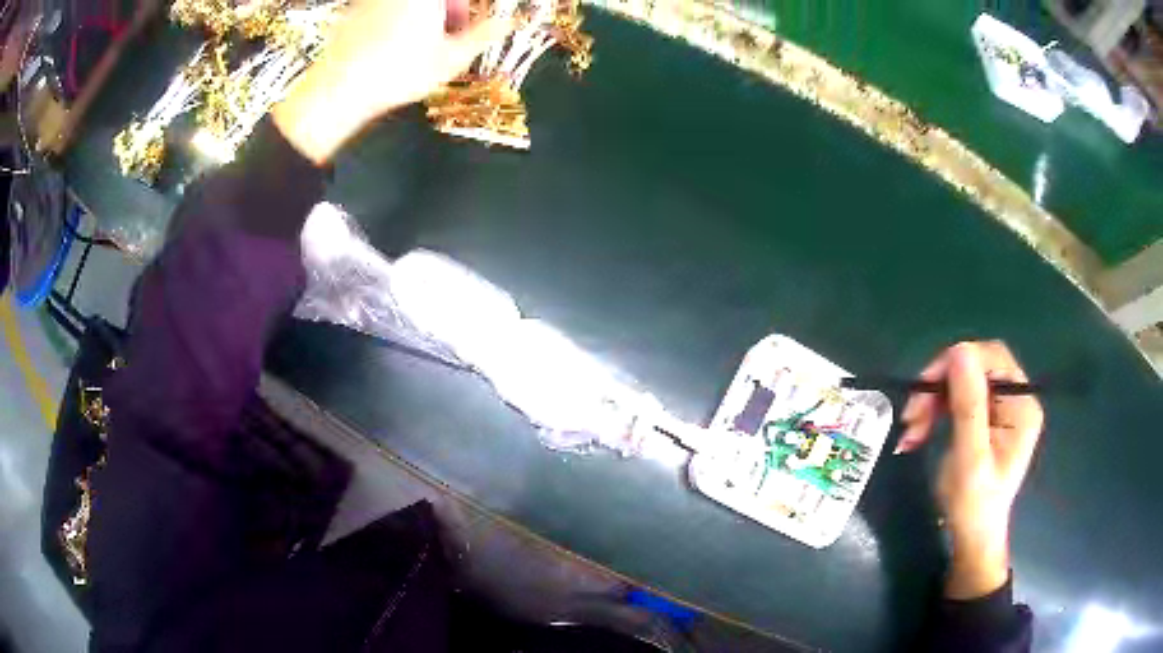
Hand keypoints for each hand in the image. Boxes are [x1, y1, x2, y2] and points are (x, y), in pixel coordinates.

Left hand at [272, 0, 511, 163]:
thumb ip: (485, 34)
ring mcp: (373, 0)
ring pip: (412, 5)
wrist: (337, 90)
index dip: (467, 11)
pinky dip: (400, 22)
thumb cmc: (397, 72)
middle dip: (450, 12)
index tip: (471, 26)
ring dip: (427, 18)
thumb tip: (508, 22)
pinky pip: (388, 10)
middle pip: (437, 1)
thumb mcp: (452, 58)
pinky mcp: (355, 12)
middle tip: (453, 37)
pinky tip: (396, 49)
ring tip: (425, 47)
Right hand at [896, 341, 1042, 599]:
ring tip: (910, 431)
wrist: (971, 539)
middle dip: (940, 386)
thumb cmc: (973, 505)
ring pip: (962, 384)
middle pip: (975, 368)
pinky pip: (958, 401)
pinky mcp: (986, 421)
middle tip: (912, 414)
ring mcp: (1001, 410)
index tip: (925, 386)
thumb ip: (968, 405)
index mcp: (1021, 405)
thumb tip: (959, 350)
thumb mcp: (970, 457)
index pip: (992, 358)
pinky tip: (918, 433)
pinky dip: (935, 413)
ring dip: (933, 402)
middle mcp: (1015, 400)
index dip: (958, 362)